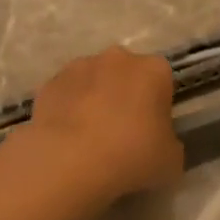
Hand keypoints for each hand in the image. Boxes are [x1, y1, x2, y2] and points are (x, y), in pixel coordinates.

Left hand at [8, 47, 183, 209]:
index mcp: (154, 70)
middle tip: (123, 134)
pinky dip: (68, 110)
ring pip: (94, 81)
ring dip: (95, 100)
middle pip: (127, 74)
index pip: (163, 81)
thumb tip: (158, 142)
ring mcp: (78, 67)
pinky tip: (68, 140)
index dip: (159, 106)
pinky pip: (66, 95)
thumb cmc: (131, 156)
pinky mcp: (48, 83)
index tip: (153, 131)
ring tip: (91, 139)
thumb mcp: (171, 160)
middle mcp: (117, 58)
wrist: (69, 162)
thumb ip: (169, 143)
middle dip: (126, 96)